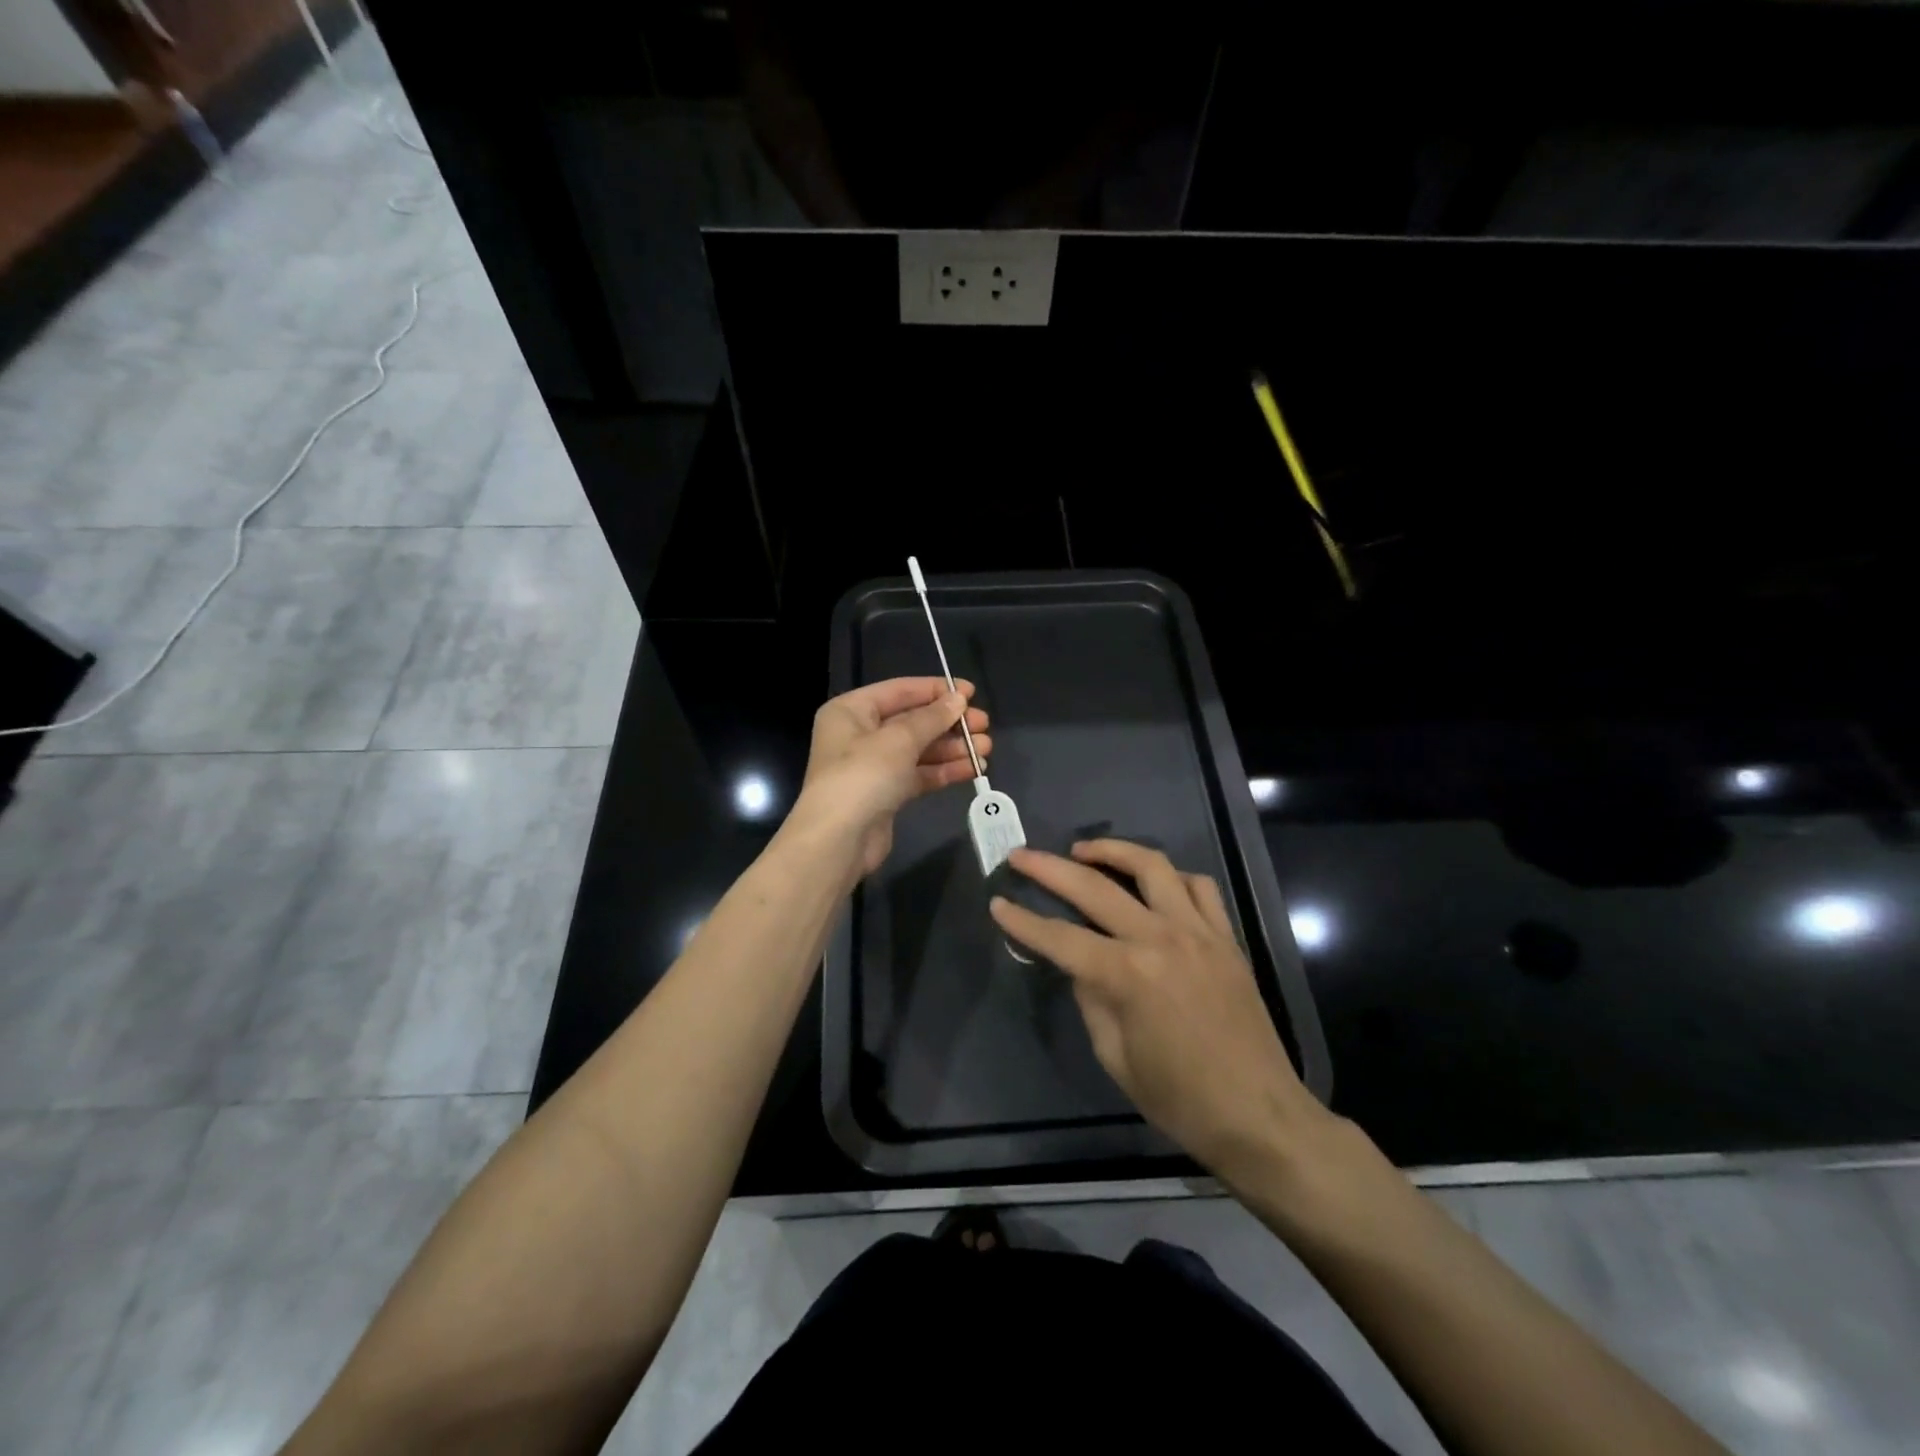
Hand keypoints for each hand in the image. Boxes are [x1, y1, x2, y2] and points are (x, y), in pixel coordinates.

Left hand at [789, 677, 991, 877]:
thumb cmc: (863, 776)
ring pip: (919, 750)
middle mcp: (859, 734)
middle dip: (949, 723)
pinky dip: (944, 770)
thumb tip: (958, 699)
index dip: (937, 689)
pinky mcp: (886, 794)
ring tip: (985, 749)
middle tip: (984, 725)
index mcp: (851, 711)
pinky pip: (919, 774)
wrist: (839, 841)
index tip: (971, 693)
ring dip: (952, 748)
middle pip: (912, 721)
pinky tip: (972, 769)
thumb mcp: (899, 739)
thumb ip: (932, 718)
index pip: (900, 691)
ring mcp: (873, 766)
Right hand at [990, 839, 1326, 1179]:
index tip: (998, 904)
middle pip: (1093, 887)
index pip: (1060, 937)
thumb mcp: (1116, 1058)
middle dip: (1049, 868)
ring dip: (1111, 850)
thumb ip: (1091, 999)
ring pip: (1151, 866)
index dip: (1023, 921)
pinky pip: (1199, 886)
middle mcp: (1159, 939)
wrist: (1259, 1115)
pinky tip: (1153, 882)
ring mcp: (1198, 931)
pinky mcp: (1226, 937)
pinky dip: (1170, 876)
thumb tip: (1080, 964)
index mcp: (1126, 975)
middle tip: (1021, 856)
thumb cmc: (1180, 1099)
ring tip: (1082, 850)